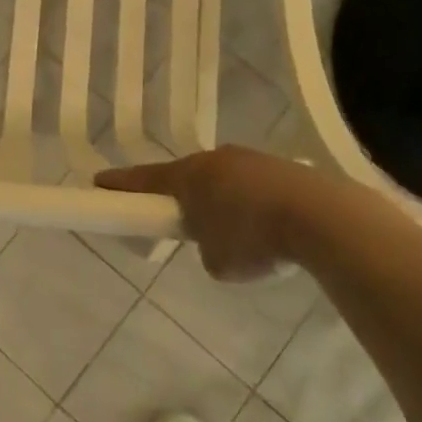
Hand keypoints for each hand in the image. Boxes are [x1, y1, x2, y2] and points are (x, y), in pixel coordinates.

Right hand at [96, 145, 345, 281]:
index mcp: (188, 177)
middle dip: (180, 197)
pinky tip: (268, 229)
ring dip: (220, 201)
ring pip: (222, 180)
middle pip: (185, 177)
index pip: (143, 180)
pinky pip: (252, 185)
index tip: (99, 183)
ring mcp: (250, 159)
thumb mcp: (217, 262)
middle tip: (179, 220)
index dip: (119, 185)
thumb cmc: (254, 239)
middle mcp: (214, 159)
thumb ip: (205, 249)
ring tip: (237, 234)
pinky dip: (251, 204)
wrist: (322, 217)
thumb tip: (216, 243)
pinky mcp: (282, 168)